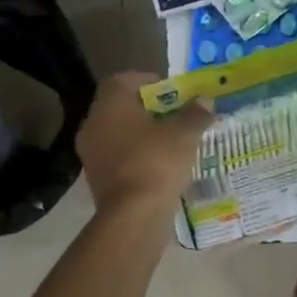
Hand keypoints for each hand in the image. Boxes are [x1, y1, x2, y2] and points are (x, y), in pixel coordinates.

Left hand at [75, 72, 212, 212]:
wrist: (133, 216)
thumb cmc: (157, 162)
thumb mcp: (185, 133)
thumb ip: (195, 113)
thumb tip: (205, 100)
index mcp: (110, 105)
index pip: (121, 80)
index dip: (146, 80)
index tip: (170, 90)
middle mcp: (93, 125)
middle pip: (119, 107)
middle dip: (147, 108)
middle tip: (174, 114)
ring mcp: (91, 154)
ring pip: (118, 133)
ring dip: (141, 134)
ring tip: (170, 140)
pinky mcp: (96, 179)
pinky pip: (118, 157)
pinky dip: (136, 156)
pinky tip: (160, 164)